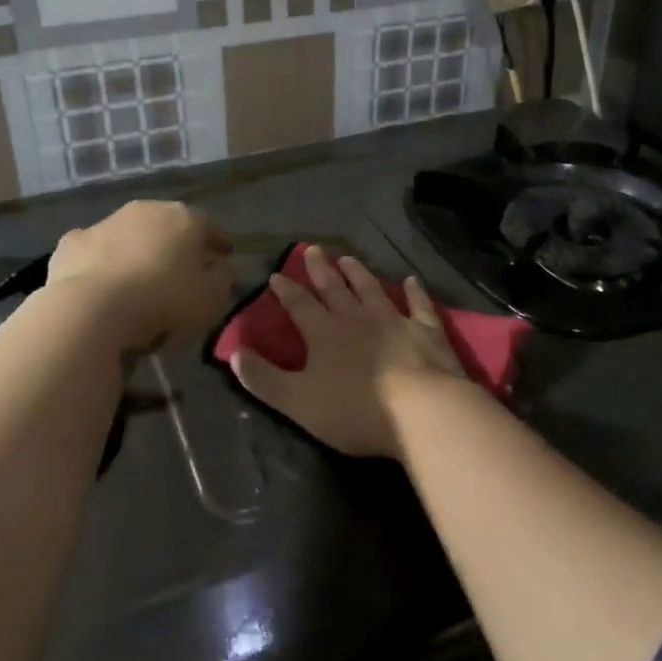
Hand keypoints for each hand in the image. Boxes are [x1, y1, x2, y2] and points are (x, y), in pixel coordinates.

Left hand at [46, 200, 233, 350]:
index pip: (209, 226)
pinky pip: (96, 251)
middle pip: (167, 225)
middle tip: (183, 265)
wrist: (92, 308)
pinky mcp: (72, 243)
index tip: (226, 255)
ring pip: (129, 234)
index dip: (219, 241)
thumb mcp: (209, 299)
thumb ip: (221, 282)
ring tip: (141, 277)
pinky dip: (102, 262)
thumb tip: (219, 273)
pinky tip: (103, 281)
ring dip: (138, 250)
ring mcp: (105, 223)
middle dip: (177, 243)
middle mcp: (145, 210)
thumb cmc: (162, 299)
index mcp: (183, 218)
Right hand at [229, 245, 465, 458]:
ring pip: (372, 290)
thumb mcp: (297, 401)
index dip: (286, 290)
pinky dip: (415, 293)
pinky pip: (419, 306)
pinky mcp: (427, 332)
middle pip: (335, 289)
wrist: (422, 411)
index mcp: (324, 334)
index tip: (276, 275)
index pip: (300, 305)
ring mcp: (394, 322)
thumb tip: (234, 353)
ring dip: (359, 274)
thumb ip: (263, 379)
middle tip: (312, 249)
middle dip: (320, 270)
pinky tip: (411, 281)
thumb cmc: (355, 410)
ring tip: (348, 259)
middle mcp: (357, 319)